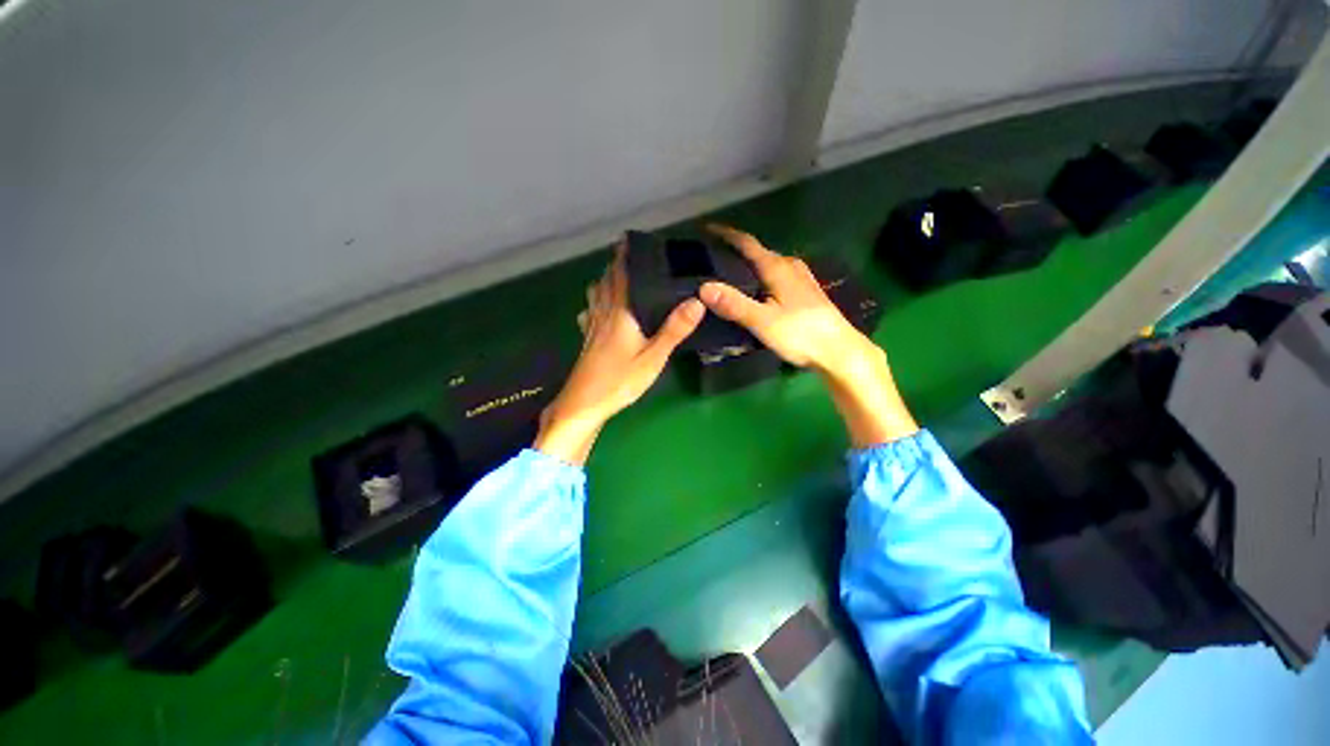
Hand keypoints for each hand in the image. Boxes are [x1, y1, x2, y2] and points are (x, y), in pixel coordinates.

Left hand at [535, 244, 704, 464]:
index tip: (628, 239)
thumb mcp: (653, 357)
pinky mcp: (587, 340)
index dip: (624, 256)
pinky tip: (597, 307)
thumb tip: (697, 300)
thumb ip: (674, 329)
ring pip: (596, 294)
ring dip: (604, 280)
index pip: (622, 276)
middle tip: (627, 252)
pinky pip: (590, 312)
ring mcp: (592, 327)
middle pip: (607, 281)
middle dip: (615, 264)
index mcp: (620, 313)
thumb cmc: (620, 380)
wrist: (584, 404)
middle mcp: (603, 314)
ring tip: (615, 273)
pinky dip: (594, 301)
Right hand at [698, 224, 918, 446]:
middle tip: (713, 258)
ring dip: (750, 264)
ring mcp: (801, 279)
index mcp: (777, 268)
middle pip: (758, 252)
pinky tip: (758, 291)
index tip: (707, 229)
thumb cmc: (801, 334)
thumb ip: (734, 305)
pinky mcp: (806, 293)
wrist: (839, 351)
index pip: (747, 244)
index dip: (726, 234)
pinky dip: (762, 277)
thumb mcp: (763, 321)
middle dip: (736, 251)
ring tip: (731, 274)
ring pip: (769, 265)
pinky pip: (777, 276)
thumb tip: (704, 287)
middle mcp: (790, 267)